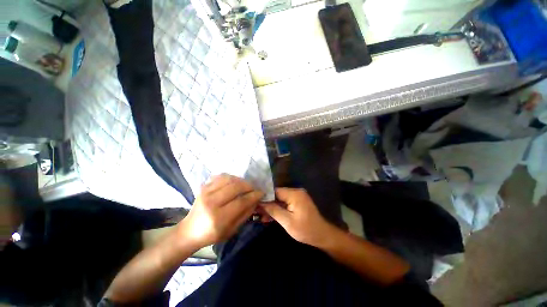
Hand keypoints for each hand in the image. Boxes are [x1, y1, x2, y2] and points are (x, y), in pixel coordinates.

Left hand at [178, 174, 263, 247]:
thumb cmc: (212, 234)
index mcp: (218, 218)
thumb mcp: (232, 230)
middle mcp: (211, 203)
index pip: (241, 201)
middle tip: (254, 189)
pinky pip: (221, 177)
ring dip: (241, 180)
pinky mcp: (203, 187)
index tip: (261, 193)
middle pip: (236, 187)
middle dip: (249, 186)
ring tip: (245, 186)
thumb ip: (245, 214)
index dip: (254, 196)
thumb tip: (256, 200)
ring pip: (229, 179)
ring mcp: (206, 192)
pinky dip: (231, 177)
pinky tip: (234, 183)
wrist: (190, 231)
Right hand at [260, 188, 335, 247]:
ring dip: (272, 207)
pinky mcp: (298, 201)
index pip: (275, 191)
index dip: (264, 197)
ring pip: (280, 199)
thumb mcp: (287, 221)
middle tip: (256, 212)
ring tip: (261, 216)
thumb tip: (260, 202)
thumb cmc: (305, 230)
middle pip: (277, 194)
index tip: (255, 203)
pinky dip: (279, 209)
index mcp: (294, 194)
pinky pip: (285, 203)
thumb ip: (273, 210)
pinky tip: (270, 216)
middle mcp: (296, 191)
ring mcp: (297, 196)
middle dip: (267, 203)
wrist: (322, 235)